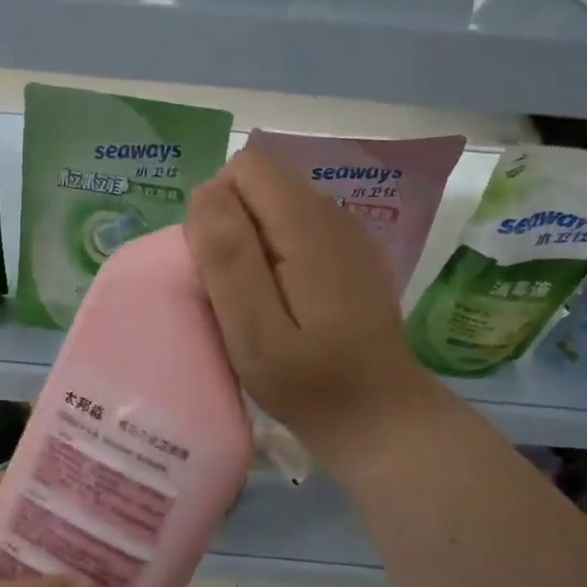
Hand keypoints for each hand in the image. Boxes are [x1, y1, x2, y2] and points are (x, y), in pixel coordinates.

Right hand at [186, 147, 441, 476]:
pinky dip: (274, 257)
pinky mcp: (350, 257)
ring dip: (250, 244)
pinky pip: (295, 231)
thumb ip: (228, 258)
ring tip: (254, 303)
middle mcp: (333, 214)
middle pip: (261, 184)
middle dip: (230, 226)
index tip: (217, 267)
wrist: (381, 419)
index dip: (216, 207)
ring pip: (275, 207)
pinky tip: (284, 305)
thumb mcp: (254, 330)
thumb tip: (205, 193)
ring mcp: (347, 235)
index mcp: (308, 225)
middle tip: (233, 293)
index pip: (247, 167)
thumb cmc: (310, 383)